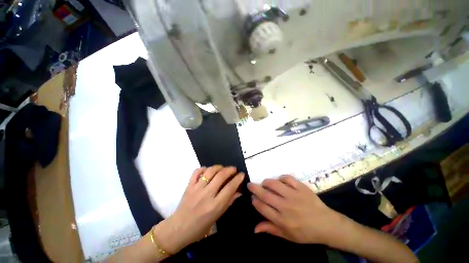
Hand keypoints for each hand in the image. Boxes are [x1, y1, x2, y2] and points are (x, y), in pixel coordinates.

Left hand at [155, 166, 243, 253]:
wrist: (180, 227)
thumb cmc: (201, 227)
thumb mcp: (217, 217)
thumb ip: (227, 204)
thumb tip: (238, 193)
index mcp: (216, 205)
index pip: (230, 188)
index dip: (237, 179)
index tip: (242, 175)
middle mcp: (207, 195)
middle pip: (220, 176)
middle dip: (230, 170)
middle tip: (234, 169)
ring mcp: (196, 189)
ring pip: (209, 172)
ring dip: (218, 167)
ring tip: (223, 168)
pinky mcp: (188, 187)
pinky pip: (196, 173)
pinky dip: (203, 169)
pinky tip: (208, 170)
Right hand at [247, 175, 341, 244]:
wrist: (326, 225)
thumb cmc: (306, 234)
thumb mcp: (287, 236)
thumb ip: (271, 230)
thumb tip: (254, 228)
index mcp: (280, 220)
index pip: (262, 207)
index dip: (255, 201)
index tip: (252, 198)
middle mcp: (285, 206)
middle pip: (266, 194)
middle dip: (255, 189)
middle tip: (250, 185)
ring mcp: (295, 196)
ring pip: (275, 185)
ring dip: (267, 182)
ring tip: (264, 183)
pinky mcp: (303, 189)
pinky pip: (290, 179)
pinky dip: (282, 178)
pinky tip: (280, 181)